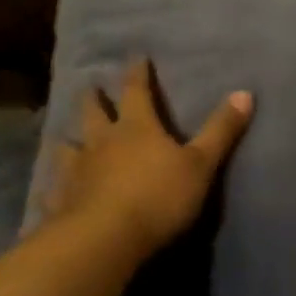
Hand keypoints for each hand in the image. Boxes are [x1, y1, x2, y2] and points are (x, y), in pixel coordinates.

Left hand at [48, 59, 253, 258]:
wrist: (106, 238)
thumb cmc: (159, 197)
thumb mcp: (201, 164)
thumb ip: (221, 130)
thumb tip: (245, 92)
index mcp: (137, 128)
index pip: (137, 91)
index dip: (138, 74)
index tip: (136, 57)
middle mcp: (102, 142)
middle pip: (95, 113)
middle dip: (95, 99)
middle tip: (90, 87)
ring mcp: (77, 170)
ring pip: (68, 146)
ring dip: (69, 139)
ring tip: (65, 137)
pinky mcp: (62, 200)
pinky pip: (55, 188)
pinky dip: (54, 185)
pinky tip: (50, 189)